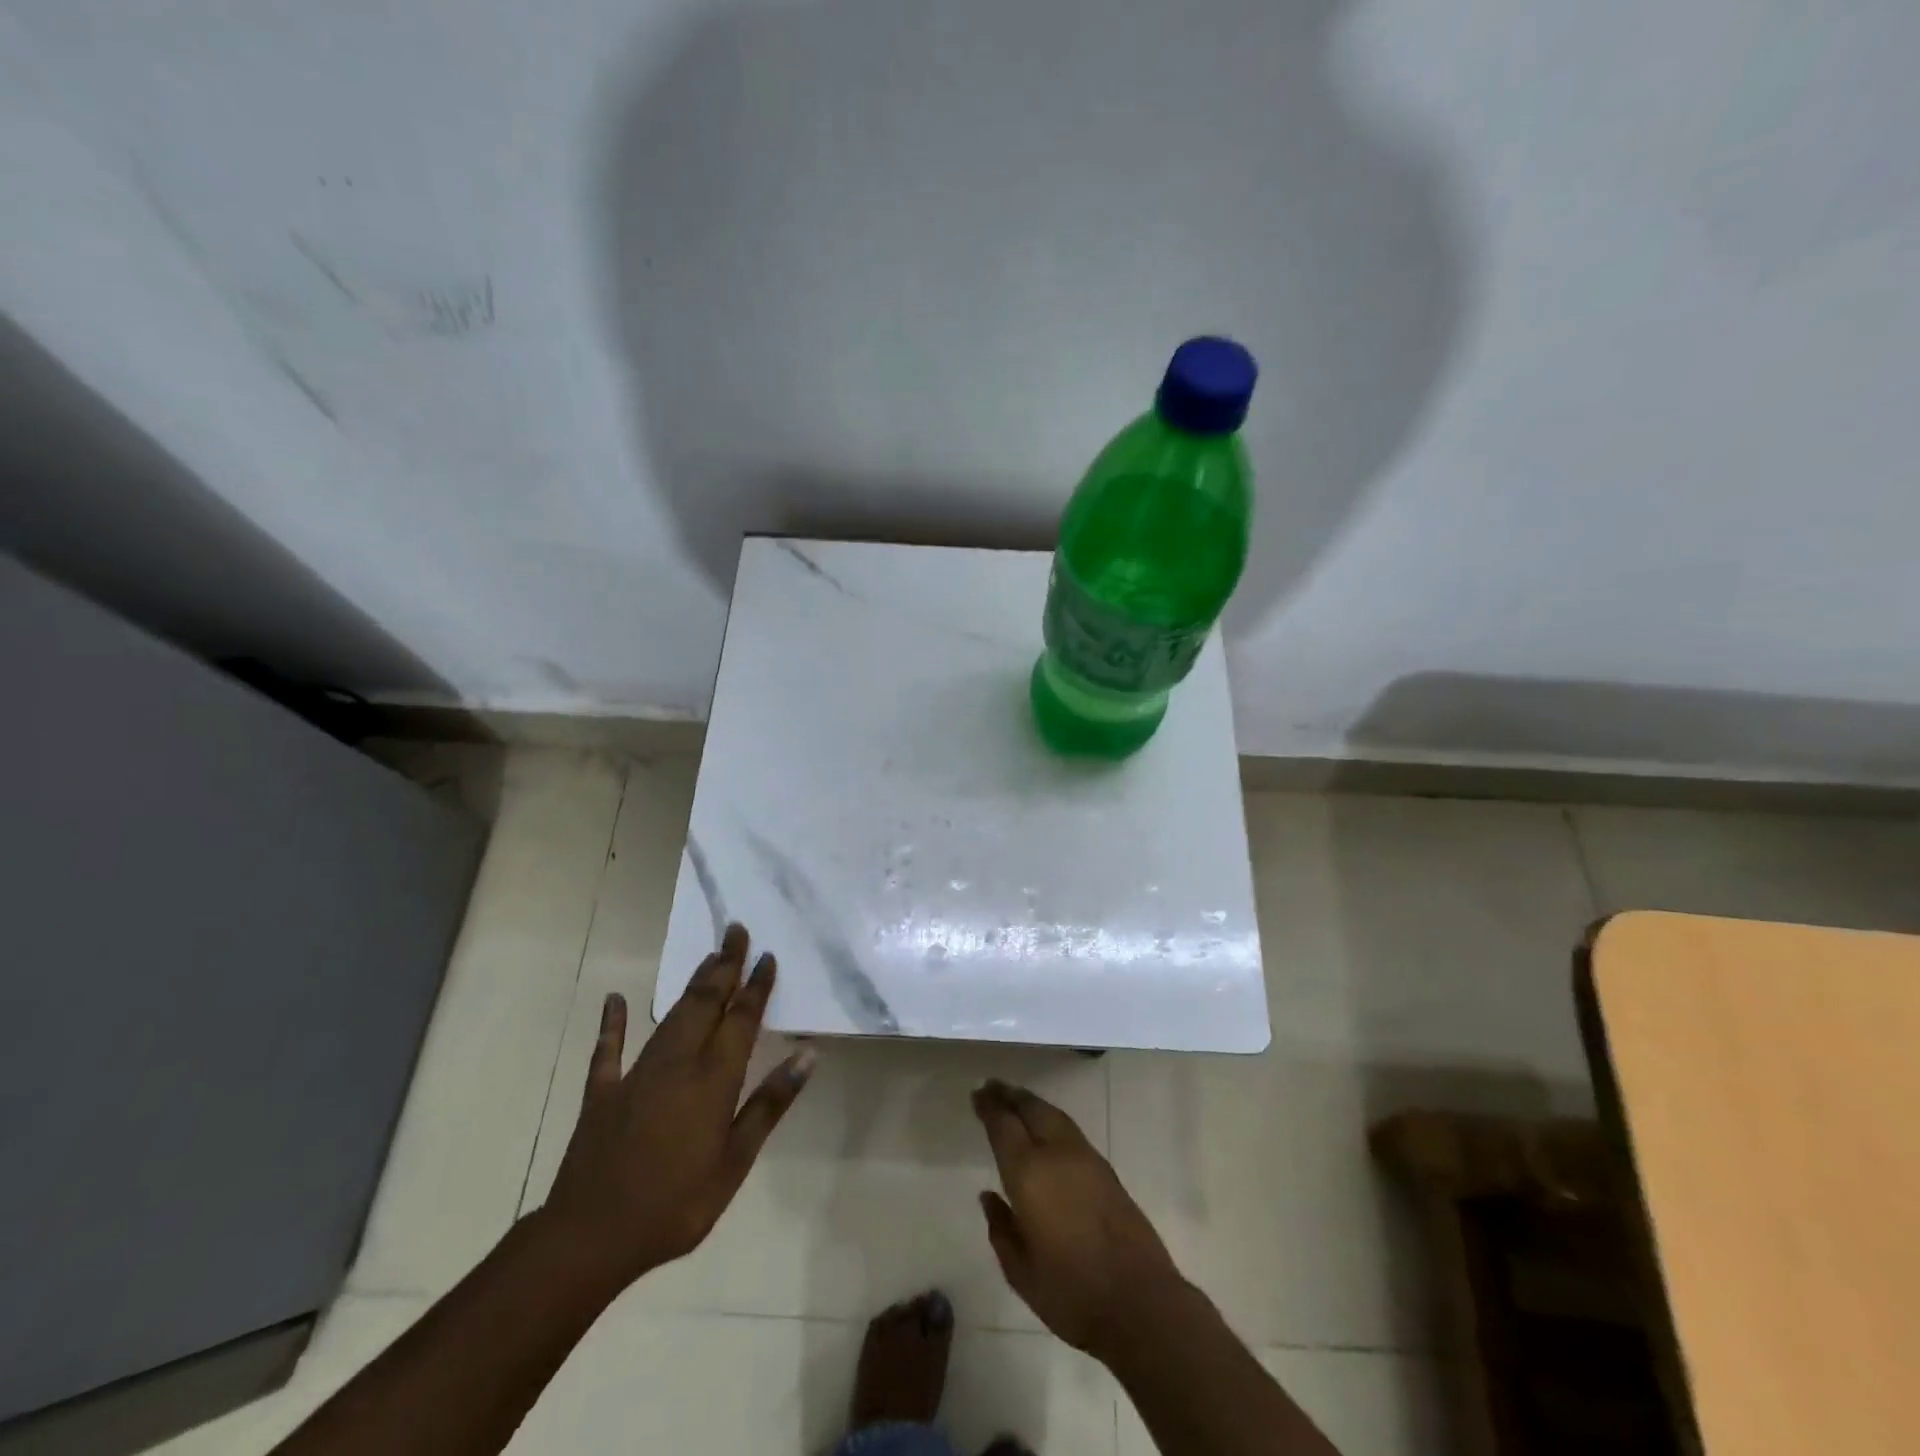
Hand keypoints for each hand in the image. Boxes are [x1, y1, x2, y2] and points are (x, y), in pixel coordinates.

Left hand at [543, 924, 814, 1289]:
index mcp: (712, 1079)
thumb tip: (806, 1055)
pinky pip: (608, 1050)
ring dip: (692, 985)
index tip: (768, 956)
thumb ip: (769, 1105)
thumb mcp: (735, 1162)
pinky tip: (614, 1000)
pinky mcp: (603, 1092)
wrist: (589, 1238)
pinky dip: (612, 1023)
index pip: (740, 1019)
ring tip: (708, 957)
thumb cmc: (675, 1205)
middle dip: (724, 965)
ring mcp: (636, 1074)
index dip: (756, 986)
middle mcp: (677, 1063)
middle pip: (705, 1003)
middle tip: (736, 931)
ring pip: (671, 1016)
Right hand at [972, 1080, 1187, 1360]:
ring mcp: (1085, 1158)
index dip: (989, 1107)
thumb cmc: (1072, 1293)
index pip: (1004, 1126)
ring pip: (1053, 1114)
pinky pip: (1069, 1128)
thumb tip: (989, 1196)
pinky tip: (1047, 1126)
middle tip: (992, 1086)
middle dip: (1010, 1095)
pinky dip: (1051, 1117)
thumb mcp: (1022, 1272)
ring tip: (1016, 1098)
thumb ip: (1001, 1229)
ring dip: (1032, 1103)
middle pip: (1031, 1109)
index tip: (977, 1094)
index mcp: (1029, 1173)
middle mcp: (1056, 1154)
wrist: (1141, 1301)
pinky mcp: (1106, 1169)